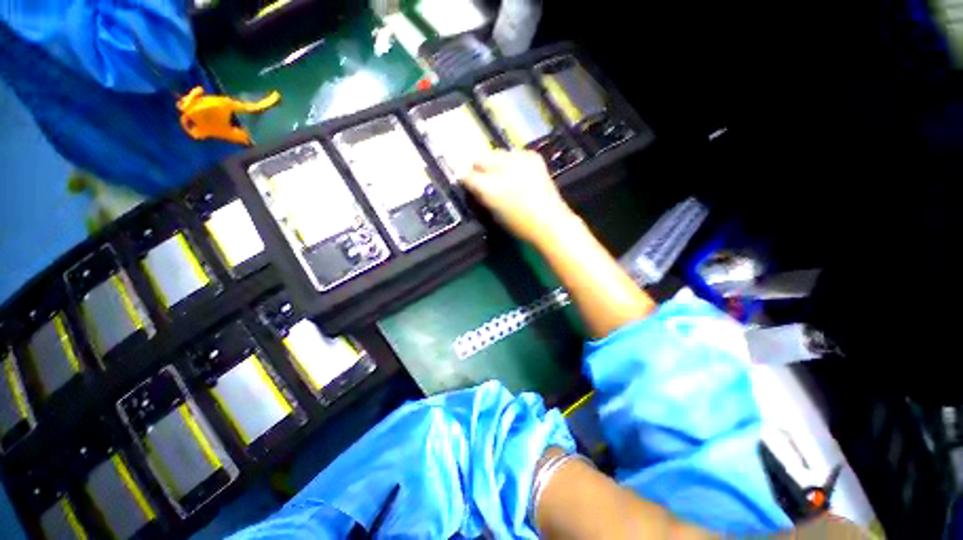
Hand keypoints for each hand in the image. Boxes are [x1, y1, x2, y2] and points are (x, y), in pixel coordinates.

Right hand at [463, 150, 578, 243]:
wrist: (550, 221)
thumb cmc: (520, 225)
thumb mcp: (494, 213)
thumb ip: (482, 195)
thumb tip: (475, 185)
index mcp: (490, 188)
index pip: (467, 175)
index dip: (465, 179)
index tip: (467, 182)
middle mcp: (501, 169)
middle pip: (480, 158)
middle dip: (479, 167)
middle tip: (484, 178)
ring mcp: (519, 160)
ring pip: (497, 153)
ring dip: (496, 163)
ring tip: (503, 175)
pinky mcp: (533, 156)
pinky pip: (515, 154)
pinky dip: (514, 162)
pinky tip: (520, 174)